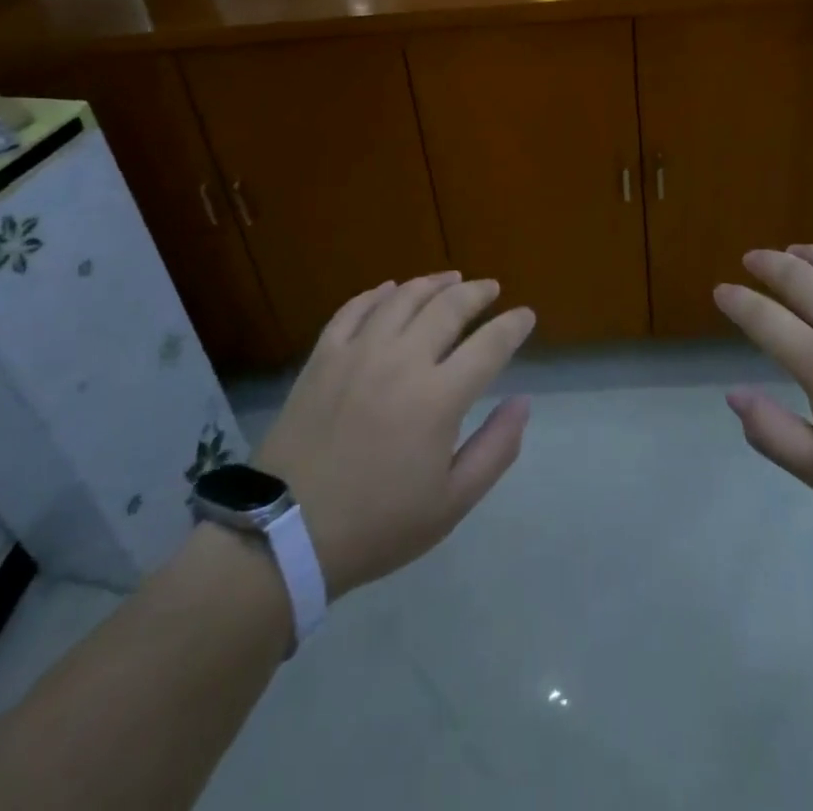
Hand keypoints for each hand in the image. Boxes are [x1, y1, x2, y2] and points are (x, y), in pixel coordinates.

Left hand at [253, 273, 535, 597]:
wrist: (286, 533)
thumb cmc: (378, 524)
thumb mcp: (452, 503)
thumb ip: (496, 449)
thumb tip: (523, 402)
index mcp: (439, 397)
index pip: (490, 344)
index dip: (513, 325)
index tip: (526, 316)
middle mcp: (402, 360)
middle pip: (449, 307)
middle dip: (477, 292)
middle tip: (491, 288)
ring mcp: (359, 353)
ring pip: (403, 298)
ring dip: (433, 282)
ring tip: (451, 278)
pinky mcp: (324, 356)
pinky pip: (354, 309)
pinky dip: (378, 294)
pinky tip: (390, 289)